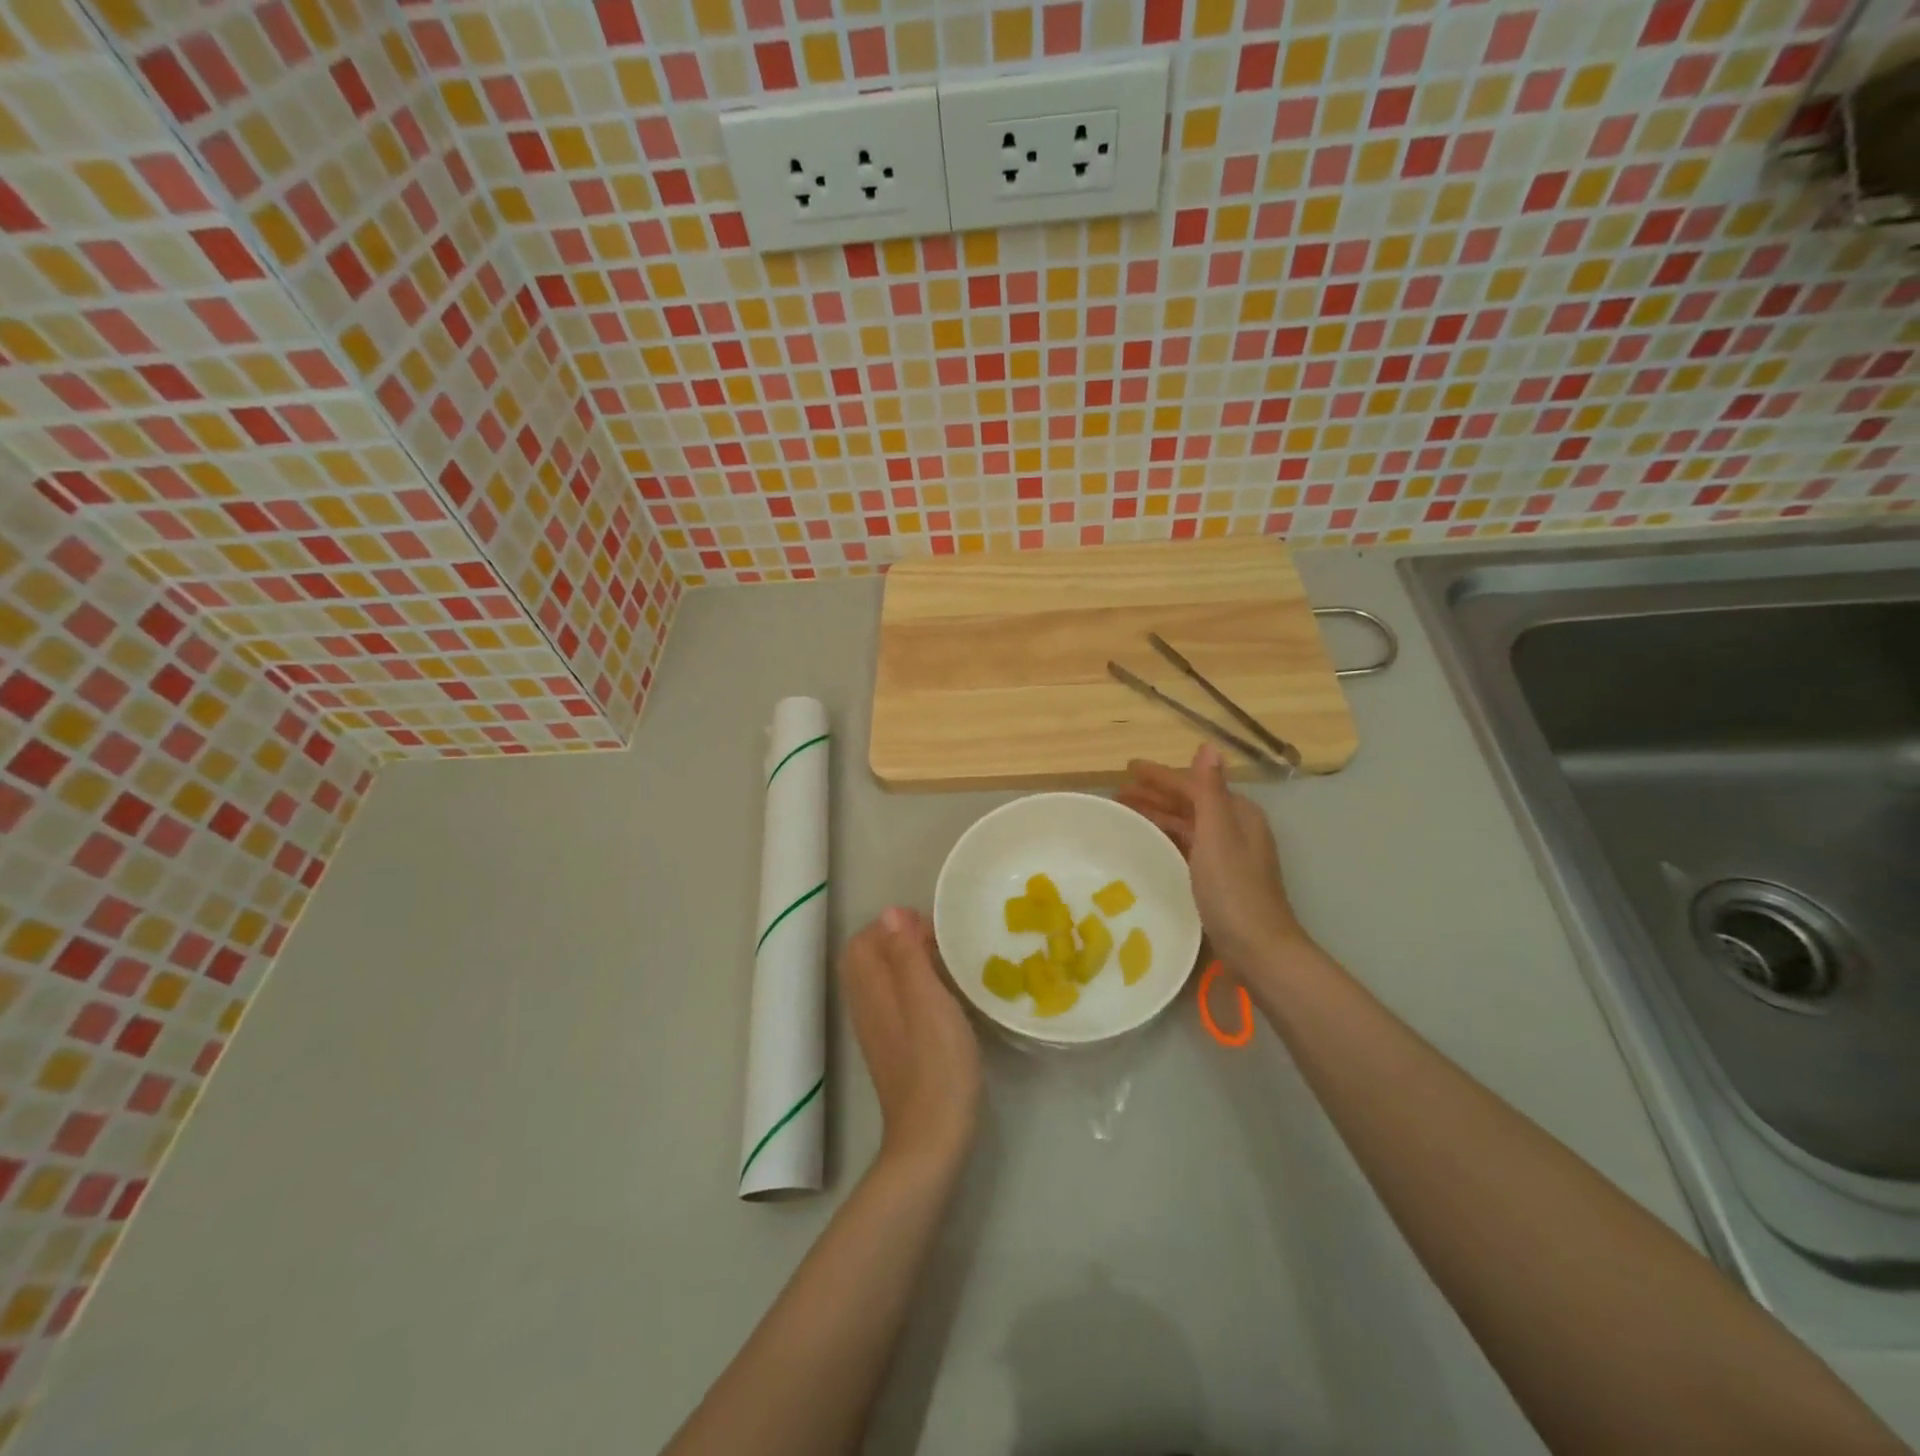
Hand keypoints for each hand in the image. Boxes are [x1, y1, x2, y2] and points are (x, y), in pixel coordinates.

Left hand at [841, 907, 981, 1173]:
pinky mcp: (892, 1047)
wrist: (932, 1136)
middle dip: (897, 939)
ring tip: (943, 962)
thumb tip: (890, 912)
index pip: (862, 941)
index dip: (892, 925)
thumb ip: (907, 955)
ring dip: (905, 962)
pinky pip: (892, 1000)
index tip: (929, 926)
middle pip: (867, 958)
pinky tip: (940, 996)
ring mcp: (877, 1029)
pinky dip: (911, 986)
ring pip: (880, 980)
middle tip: (937, 941)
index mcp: (871, 990)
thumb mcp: (928, 1000)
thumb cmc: (937, 1063)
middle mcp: (866, 1005)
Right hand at [1118, 744, 1312, 975]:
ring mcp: (1228, 855)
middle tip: (1119, 793)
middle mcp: (1236, 828)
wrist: (1258, 948)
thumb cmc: (1233, 888)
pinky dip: (1167, 838)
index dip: (1160, 776)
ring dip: (1158, 816)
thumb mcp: (1218, 833)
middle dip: (1156, 795)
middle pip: (1190, 803)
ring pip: (1187, 825)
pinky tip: (1149, 843)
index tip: (1127, 770)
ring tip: (1126, 813)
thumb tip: (1208, 746)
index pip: (1193, 785)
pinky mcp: (1220, 878)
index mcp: (1238, 813)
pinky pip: (1187, 845)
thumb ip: (1209, 790)